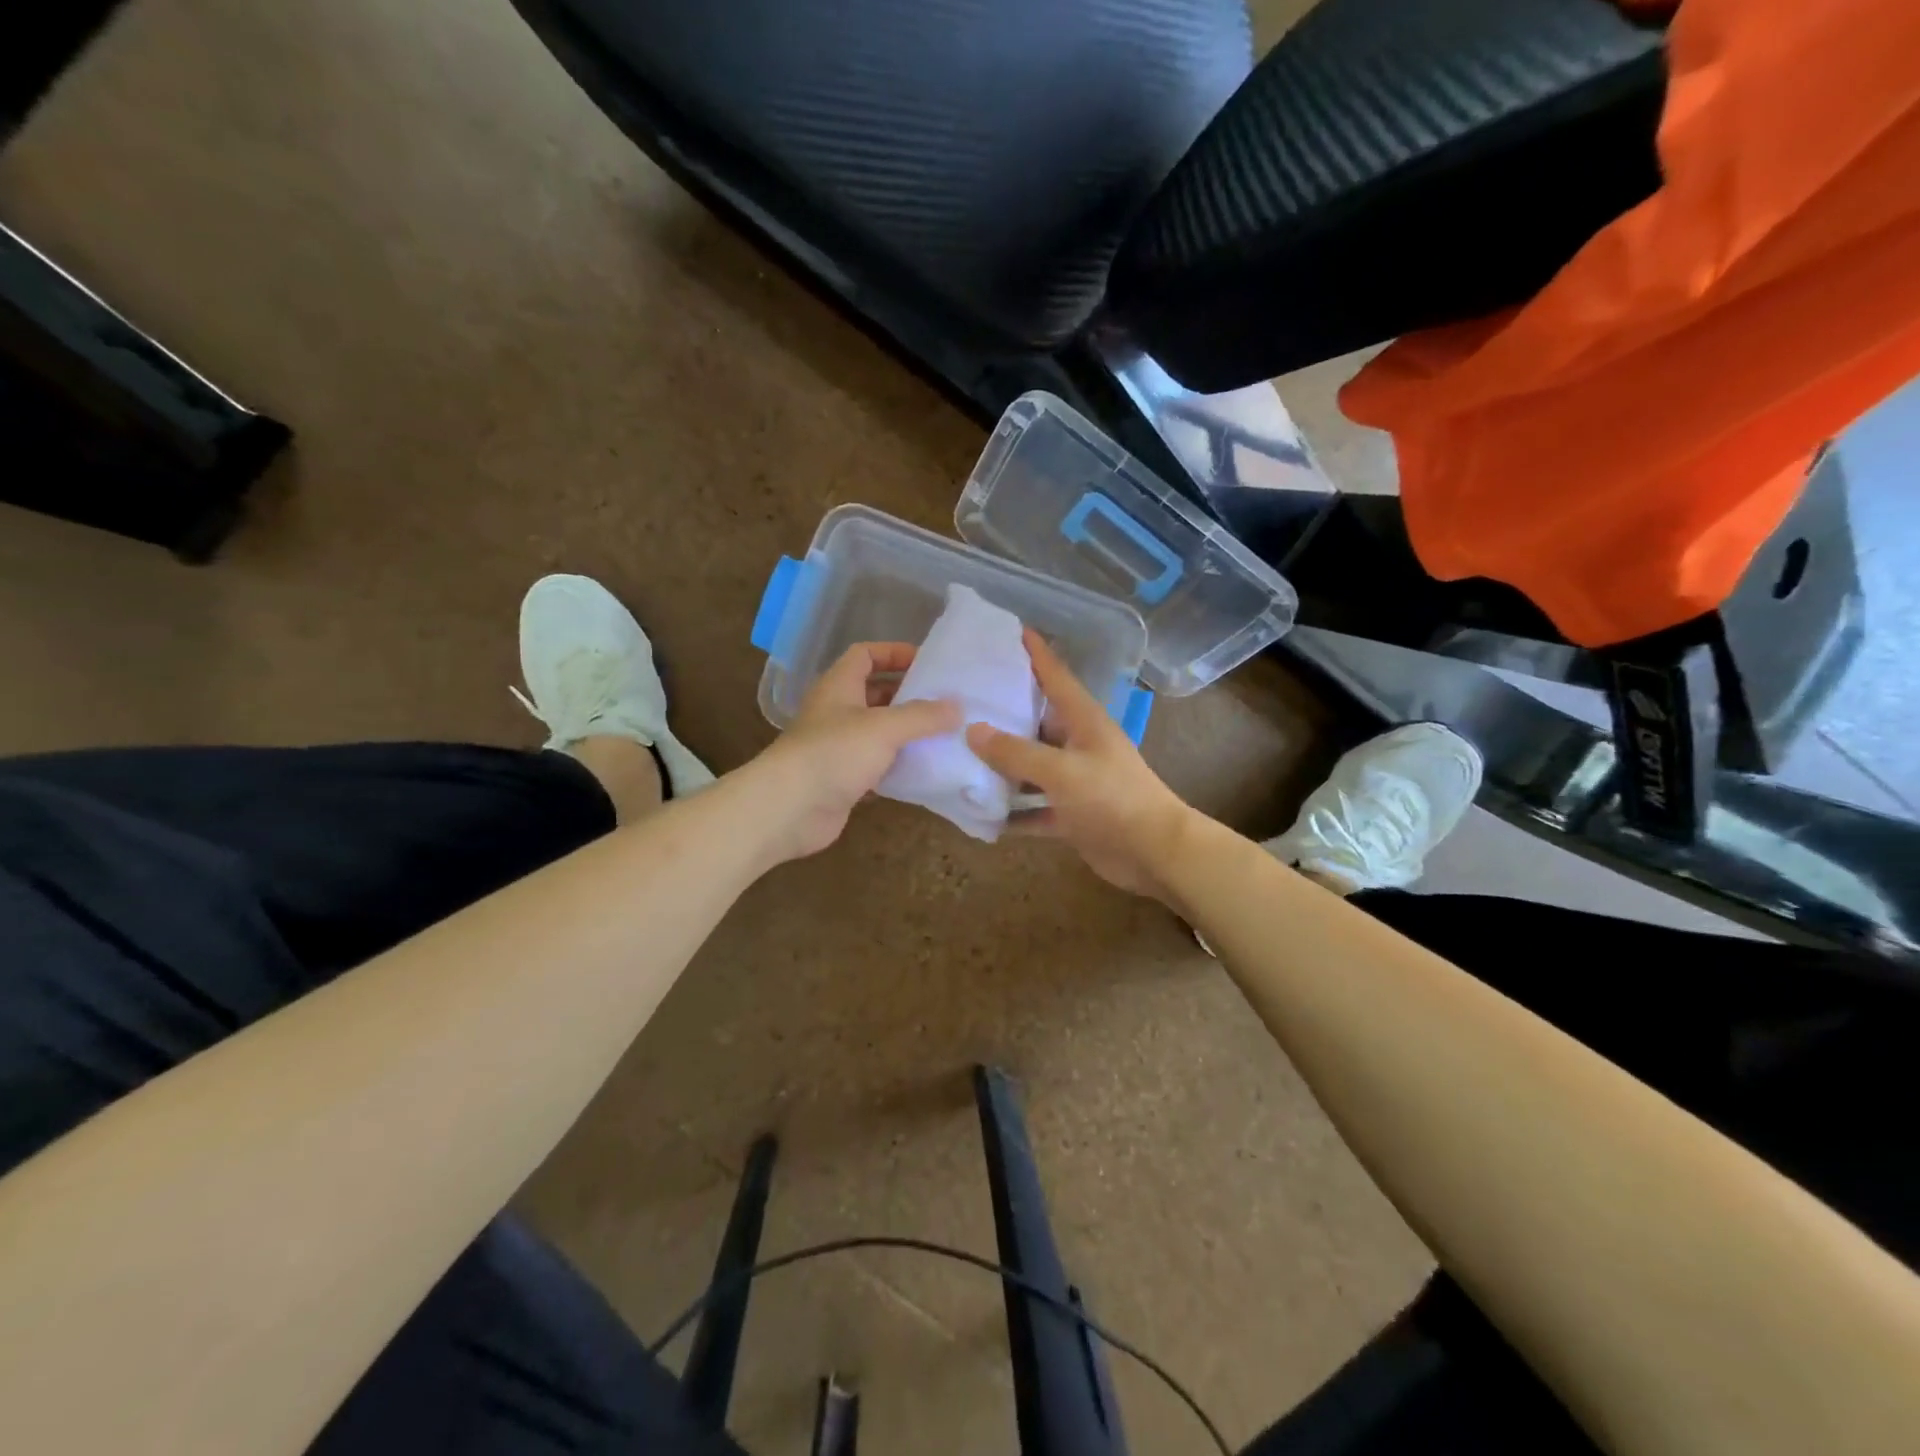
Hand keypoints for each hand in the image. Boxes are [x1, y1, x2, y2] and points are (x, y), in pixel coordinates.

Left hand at [751, 643, 960, 861]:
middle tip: (946, 702)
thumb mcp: (884, 727)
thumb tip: (958, 707)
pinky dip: (898, 765)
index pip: (866, 654)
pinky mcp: (843, 779)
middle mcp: (837, 711)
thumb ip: (923, 716)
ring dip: (907, 733)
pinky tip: (925, 769)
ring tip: (945, 735)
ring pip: (878, 732)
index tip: (929, 663)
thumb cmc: (834, 753)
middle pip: (875, 693)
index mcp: (839, 686)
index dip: (894, 653)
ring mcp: (838, 747)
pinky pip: (877, 765)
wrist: (789, 808)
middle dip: (909, 695)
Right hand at [966, 630, 1197, 899]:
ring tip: (959, 754)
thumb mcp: (1061, 771)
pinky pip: (1034, 807)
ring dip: (1002, 767)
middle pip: (1035, 721)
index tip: (1010, 631)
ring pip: (1031, 767)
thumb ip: (1016, 753)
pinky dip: (1013, 812)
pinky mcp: (1071, 813)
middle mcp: (1077, 744)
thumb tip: (973, 731)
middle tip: (961, 700)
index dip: (1035, 653)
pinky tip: (980, 813)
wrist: (1153, 852)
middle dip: (1003, 713)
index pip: (1054, 676)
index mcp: (1082, 721)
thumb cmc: (1112, 799)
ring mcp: (1075, 780)